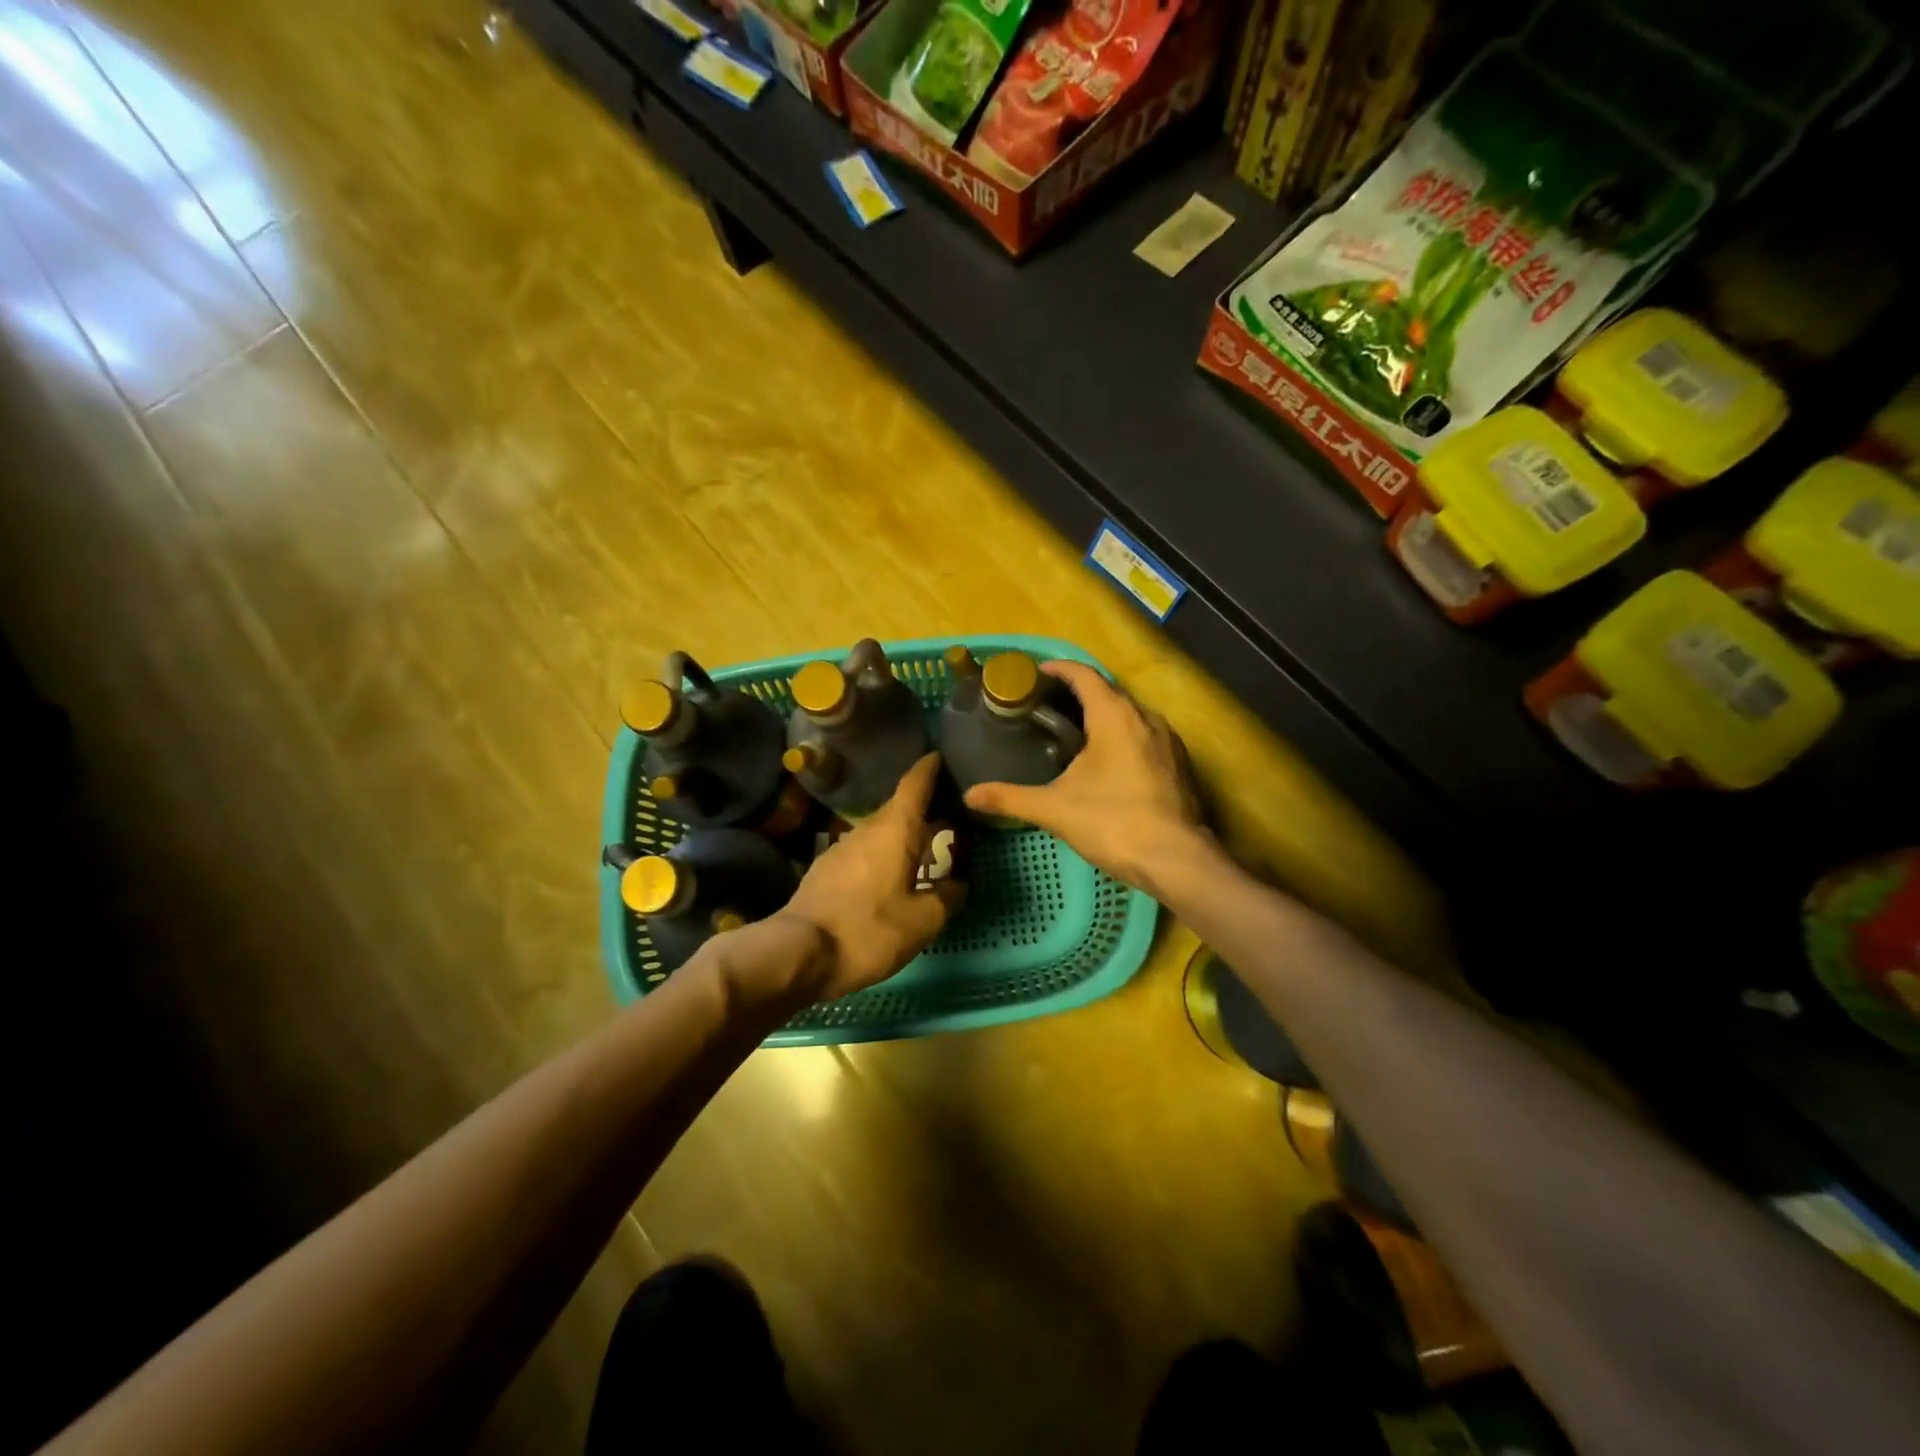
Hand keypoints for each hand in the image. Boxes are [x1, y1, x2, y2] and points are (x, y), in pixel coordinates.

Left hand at [775, 753, 965, 1000]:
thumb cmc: (868, 930)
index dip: (930, 768)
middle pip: (900, 808)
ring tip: (925, 849)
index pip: (915, 784)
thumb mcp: (922, 921)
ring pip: (881, 833)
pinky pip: (865, 853)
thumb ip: (947, 898)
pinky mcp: (826, 870)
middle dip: (924, 808)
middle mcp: (867, 829)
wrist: (798, 954)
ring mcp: (842, 848)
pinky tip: (892, 877)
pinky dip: (884, 855)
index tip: (941, 756)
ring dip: (903, 836)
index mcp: (895, 829)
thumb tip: (958, 884)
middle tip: (951, 815)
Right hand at [963, 662, 1210, 897]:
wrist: (1176, 860)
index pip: (1084, 675)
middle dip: (1078, 693)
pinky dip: (1122, 737)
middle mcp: (1145, 718)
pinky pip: (1145, 736)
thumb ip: (1010, 798)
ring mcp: (1168, 741)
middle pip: (1108, 692)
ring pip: (1130, 715)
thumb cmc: (1113, 822)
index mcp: (1115, 716)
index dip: (1058, 670)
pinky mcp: (1179, 764)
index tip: (1035, 675)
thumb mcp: (1055, 809)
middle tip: (1046, 707)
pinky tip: (1107, 762)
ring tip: (1073, 732)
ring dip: (1103, 715)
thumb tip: (969, 795)